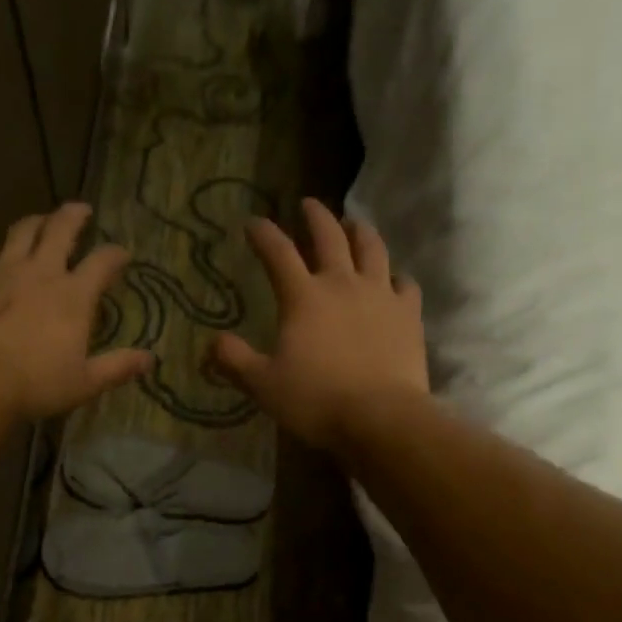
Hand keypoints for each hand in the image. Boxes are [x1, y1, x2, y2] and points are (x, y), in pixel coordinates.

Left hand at [0, 202, 152, 419]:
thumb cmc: (36, 384)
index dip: (116, 254)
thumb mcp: (85, 383)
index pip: (102, 262)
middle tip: (82, 210)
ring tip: (42, 222)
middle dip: (74, 215)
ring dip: (36, 222)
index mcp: (74, 296)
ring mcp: (3, 270)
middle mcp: (41, 272)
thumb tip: (150, 360)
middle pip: (60, 228)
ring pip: (22, 230)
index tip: (123, 254)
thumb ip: (118, 367)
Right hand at [211, 198, 427, 451]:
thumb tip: (212, 342)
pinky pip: (405, 284)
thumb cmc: (316, 400)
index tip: (253, 223)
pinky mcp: (409, 314)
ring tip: (354, 224)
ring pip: (372, 249)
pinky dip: (396, 277)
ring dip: (360, 232)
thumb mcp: (263, 384)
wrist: (380, 417)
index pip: (278, 253)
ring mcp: (380, 295)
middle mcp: (342, 284)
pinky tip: (394, 280)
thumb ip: (235, 360)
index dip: (263, 234)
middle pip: (330, 236)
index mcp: (303, 297)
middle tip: (308, 204)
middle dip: (315, 216)